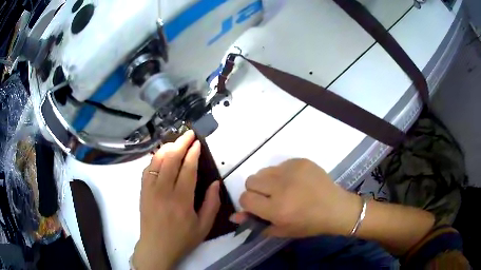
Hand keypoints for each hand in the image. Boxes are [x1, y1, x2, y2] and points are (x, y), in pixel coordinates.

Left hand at [132, 131, 220, 269]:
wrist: (156, 247)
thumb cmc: (182, 239)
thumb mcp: (204, 226)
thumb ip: (212, 203)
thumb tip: (215, 182)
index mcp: (181, 200)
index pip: (187, 169)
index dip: (193, 153)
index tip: (198, 143)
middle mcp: (164, 191)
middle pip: (171, 160)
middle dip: (181, 143)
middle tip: (189, 133)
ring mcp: (150, 190)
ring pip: (157, 161)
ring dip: (167, 148)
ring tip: (176, 141)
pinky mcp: (142, 191)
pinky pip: (147, 169)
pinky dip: (154, 159)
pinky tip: (161, 156)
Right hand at [231, 159, 360, 237]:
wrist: (336, 208)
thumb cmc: (309, 224)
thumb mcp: (282, 229)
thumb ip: (256, 223)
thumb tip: (234, 216)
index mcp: (277, 209)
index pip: (245, 198)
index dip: (249, 203)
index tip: (258, 206)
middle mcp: (282, 187)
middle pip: (250, 181)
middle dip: (256, 191)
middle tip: (271, 198)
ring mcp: (292, 171)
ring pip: (263, 171)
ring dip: (268, 181)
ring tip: (284, 189)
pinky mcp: (300, 161)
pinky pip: (279, 165)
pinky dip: (282, 174)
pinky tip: (295, 182)